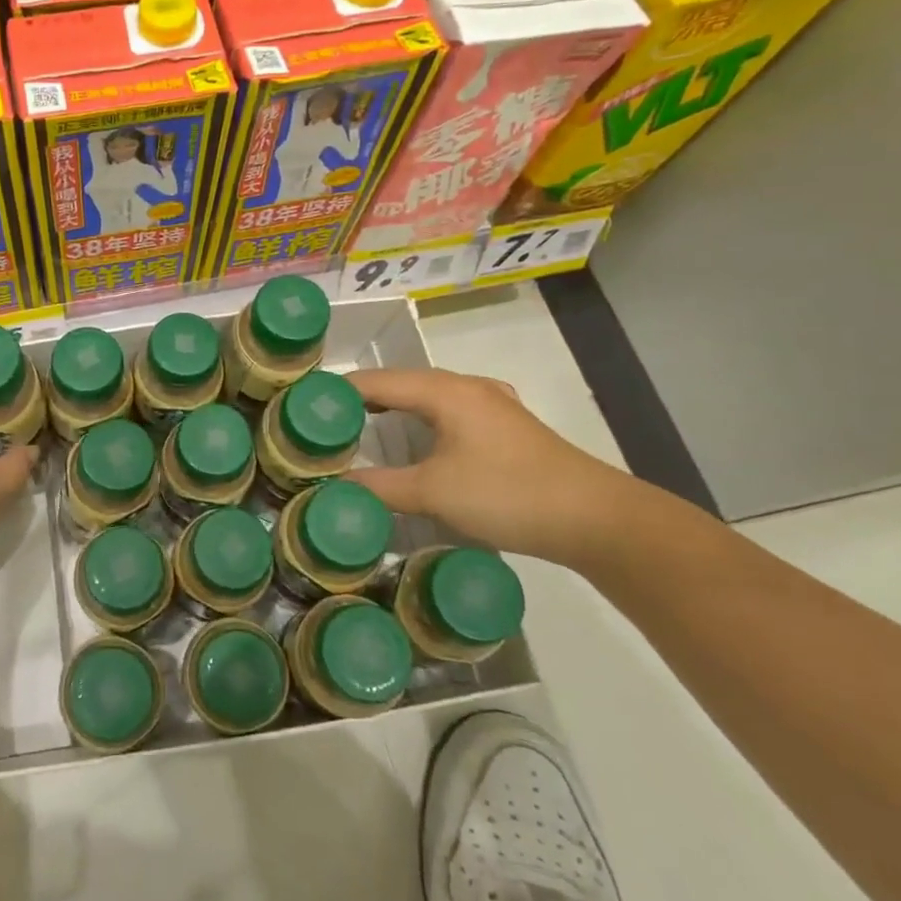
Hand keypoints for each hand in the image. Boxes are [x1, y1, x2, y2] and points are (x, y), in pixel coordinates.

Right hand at [344, 367, 653, 569]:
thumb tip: (333, 487)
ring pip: (427, 398)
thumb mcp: (433, 493)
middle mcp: (466, 387)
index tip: (304, 407)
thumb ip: (379, 486)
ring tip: (361, 428)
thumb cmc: (507, 494)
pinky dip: (422, 422)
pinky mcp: (507, 429)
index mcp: (445, 391)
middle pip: (401, 384)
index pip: (376, 381)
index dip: (338, 392)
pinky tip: (419, 440)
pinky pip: (449, 413)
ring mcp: (492, 405)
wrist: (596, 519)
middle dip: (362, 400)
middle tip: (325, 422)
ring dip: (394, 410)